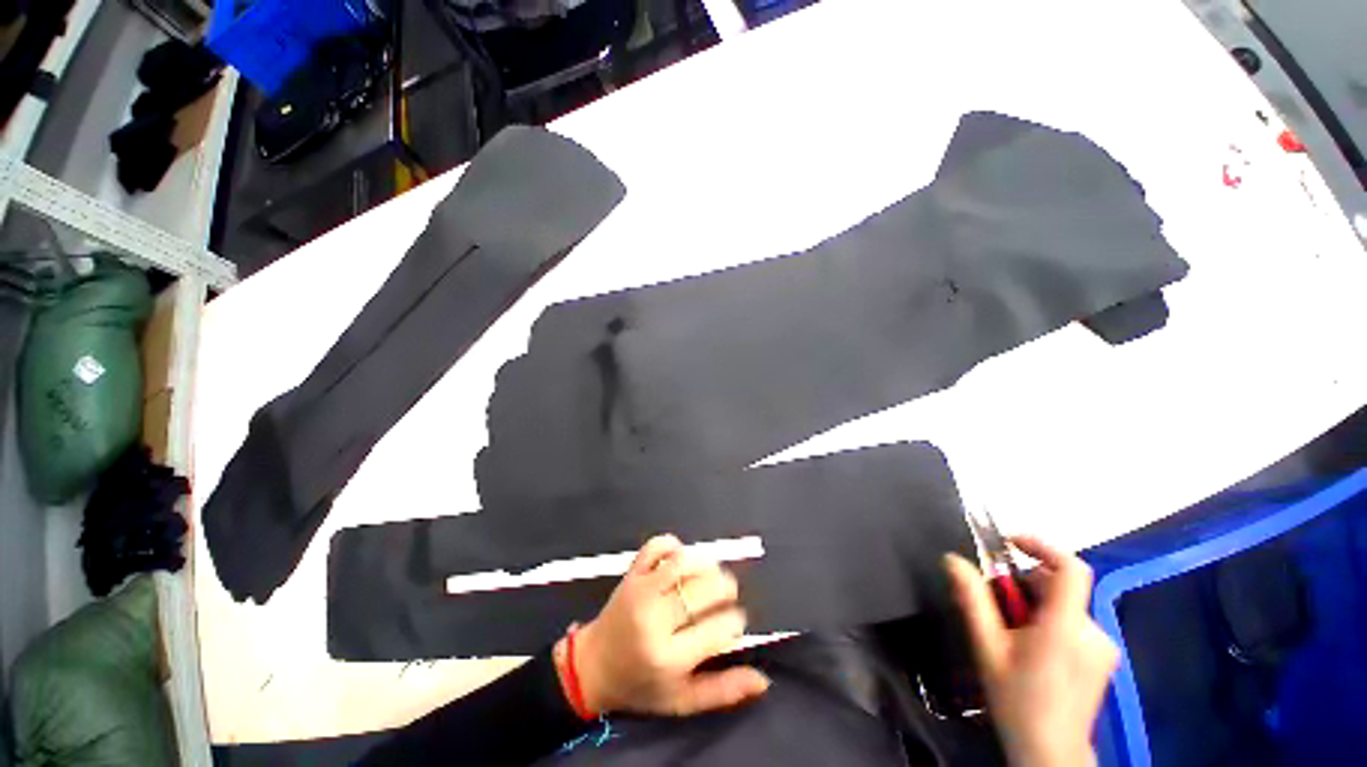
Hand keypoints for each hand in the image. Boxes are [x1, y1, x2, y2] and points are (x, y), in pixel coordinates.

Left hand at [564, 535, 770, 716]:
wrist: (593, 667)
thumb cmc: (641, 687)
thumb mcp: (682, 701)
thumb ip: (723, 691)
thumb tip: (763, 680)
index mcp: (669, 658)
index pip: (718, 628)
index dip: (735, 621)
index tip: (735, 622)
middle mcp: (655, 620)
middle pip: (703, 590)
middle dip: (725, 588)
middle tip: (727, 594)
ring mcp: (641, 591)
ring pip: (683, 563)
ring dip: (706, 563)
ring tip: (711, 574)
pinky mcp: (632, 573)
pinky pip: (656, 546)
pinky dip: (673, 545)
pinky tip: (681, 559)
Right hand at [945, 535, 1118, 766]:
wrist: (1051, 753)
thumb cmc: (1017, 701)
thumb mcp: (987, 648)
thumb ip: (972, 599)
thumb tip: (952, 559)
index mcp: (1064, 627)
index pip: (1070, 569)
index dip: (1042, 546)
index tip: (1010, 542)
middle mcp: (1092, 631)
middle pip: (1059, 587)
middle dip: (1023, 586)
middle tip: (995, 606)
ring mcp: (1102, 646)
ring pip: (1063, 606)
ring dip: (1033, 607)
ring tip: (1010, 634)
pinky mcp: (1103, 658)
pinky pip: (1073, 623)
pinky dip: (1049, 622)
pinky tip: (1032, 649)